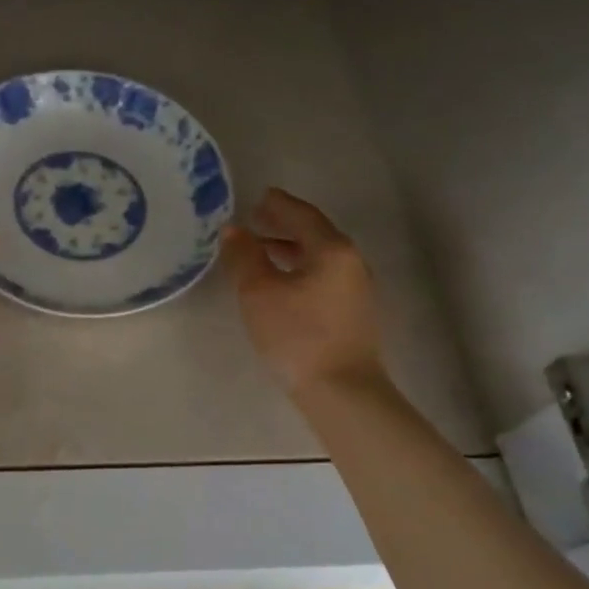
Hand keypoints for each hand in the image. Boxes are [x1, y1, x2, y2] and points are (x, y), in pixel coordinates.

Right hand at [222, 187, 385, 395]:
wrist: (342, 392)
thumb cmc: (297, 335)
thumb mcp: (259, 292)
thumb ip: (244, 256)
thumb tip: (232, 230)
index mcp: (332, 250)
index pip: (302, 215)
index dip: (278, 204)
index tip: (259, 196)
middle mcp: (350, 262)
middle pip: (314, 233)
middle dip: (283, 225)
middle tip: (256, 218)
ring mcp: (355, 289)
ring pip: (319, 256)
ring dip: (290, 248)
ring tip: (260, 250)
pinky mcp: (352, 312)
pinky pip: (323, 275)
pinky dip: (299, 268)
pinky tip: (281, 281)